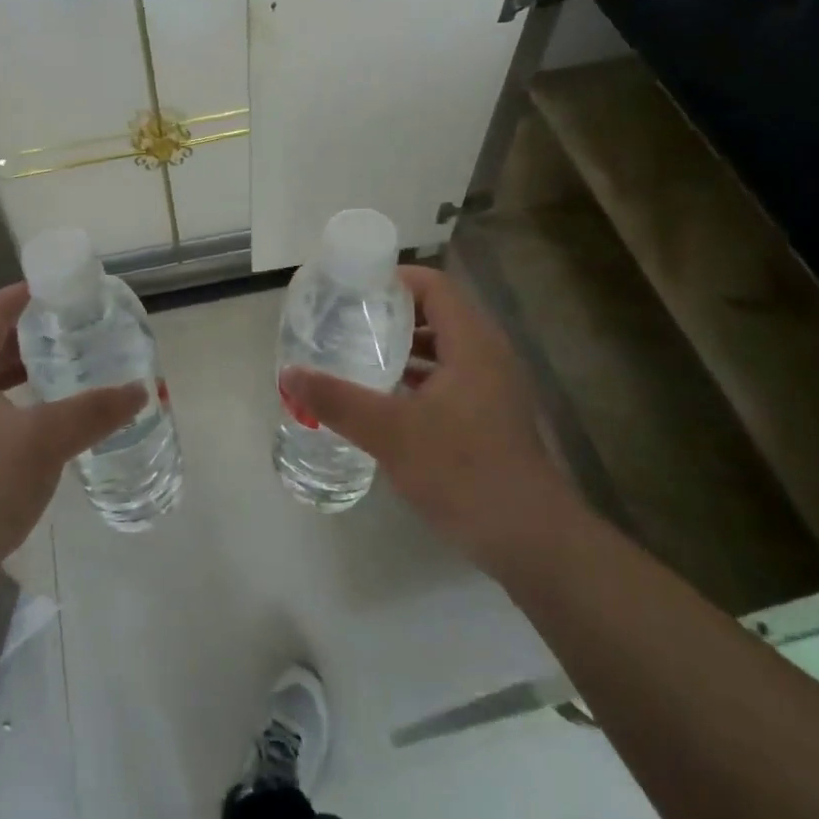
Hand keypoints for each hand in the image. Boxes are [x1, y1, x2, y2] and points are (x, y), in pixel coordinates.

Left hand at [0, 284, 141, 647]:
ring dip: (25, 371)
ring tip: (70, 366)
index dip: (27, 294)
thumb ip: (93, 411)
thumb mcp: (42, 442)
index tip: (65, 287)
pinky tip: (47, 420)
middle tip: (78, 327)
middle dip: (32, 333)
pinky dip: (18, 404)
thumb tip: (140, 389)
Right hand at [280, 266, 576, 572]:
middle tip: (346, 321)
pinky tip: (385, 399)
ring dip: (404, 348)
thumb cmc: (463, 472)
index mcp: (472, 344)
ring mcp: (493, 388)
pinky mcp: (491, 417)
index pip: (435, 286)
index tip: (352, 289)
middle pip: (438, 314)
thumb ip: (337, 401)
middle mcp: (488, 356)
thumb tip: (288, 374)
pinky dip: (417, 378)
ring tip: (358, 354)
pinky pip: (450, 379)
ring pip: (444, 350)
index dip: (394, 279)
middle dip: (392, 314)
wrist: (530, 539)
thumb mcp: (390, 433)